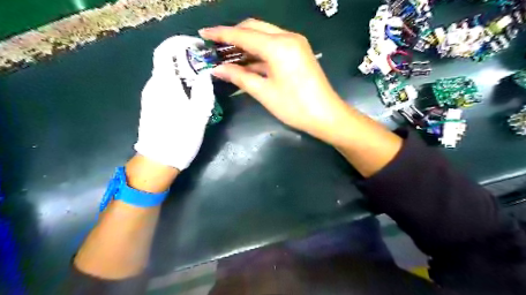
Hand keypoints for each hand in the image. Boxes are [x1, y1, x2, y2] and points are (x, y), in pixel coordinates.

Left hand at [134, 35, 213, 169]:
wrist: (159, 160)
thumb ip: (203, 90)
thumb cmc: (180, 137)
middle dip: (186, 58)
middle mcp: (153, 85)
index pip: (165, 51)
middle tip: (206, 66)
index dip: (181, 43)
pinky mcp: (151, 105)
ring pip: (166, 74)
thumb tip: (205, 73)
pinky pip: (165, 85)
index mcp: (164, 84)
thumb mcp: (198, 114)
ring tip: (202, 81)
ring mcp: (150, 95)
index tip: (199, 47)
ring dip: (183, 71)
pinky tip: (190, 95)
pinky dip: (178, 82)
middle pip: (166, 61)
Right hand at [199, 21, 400, 177]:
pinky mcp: (299, 52)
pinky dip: (259, 51)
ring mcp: (295, 43)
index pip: (243, 34)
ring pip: (264, 35)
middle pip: (254, 27)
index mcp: (278, 46)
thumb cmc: (294, 107)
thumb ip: (239, 77)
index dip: (221, 34)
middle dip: (233, 35)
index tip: (203, 34)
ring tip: (228, 55)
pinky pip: (274, 45)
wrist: (326, 116)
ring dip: (246, 43)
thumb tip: (217, 69)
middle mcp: (287, 37)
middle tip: (216, 47)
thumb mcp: (264, 92)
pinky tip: (248, 61)